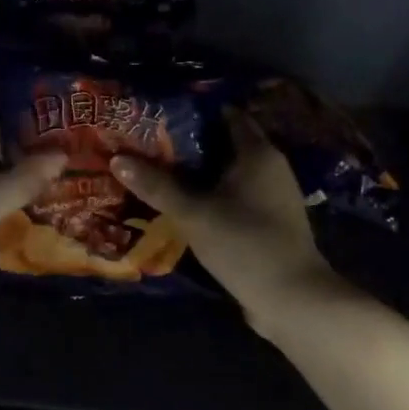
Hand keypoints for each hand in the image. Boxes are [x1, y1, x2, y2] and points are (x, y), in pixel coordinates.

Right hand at [112, 111, 338, 334]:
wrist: (291, 298)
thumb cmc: (245, 243)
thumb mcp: (194, 214)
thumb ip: (157, 186)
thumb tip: (117, 158)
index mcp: (258, 152)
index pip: (226, 114)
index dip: (194, 111)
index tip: (160, 113)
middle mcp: (270, 166)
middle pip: (226, 143)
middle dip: (191, 142)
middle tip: (150, 142)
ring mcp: (273, 195)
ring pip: (230, 172)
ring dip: (200, 171)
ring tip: (160, 170)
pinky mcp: (269, 221)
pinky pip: (236, 196)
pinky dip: (213, 194)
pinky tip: (186, 203)